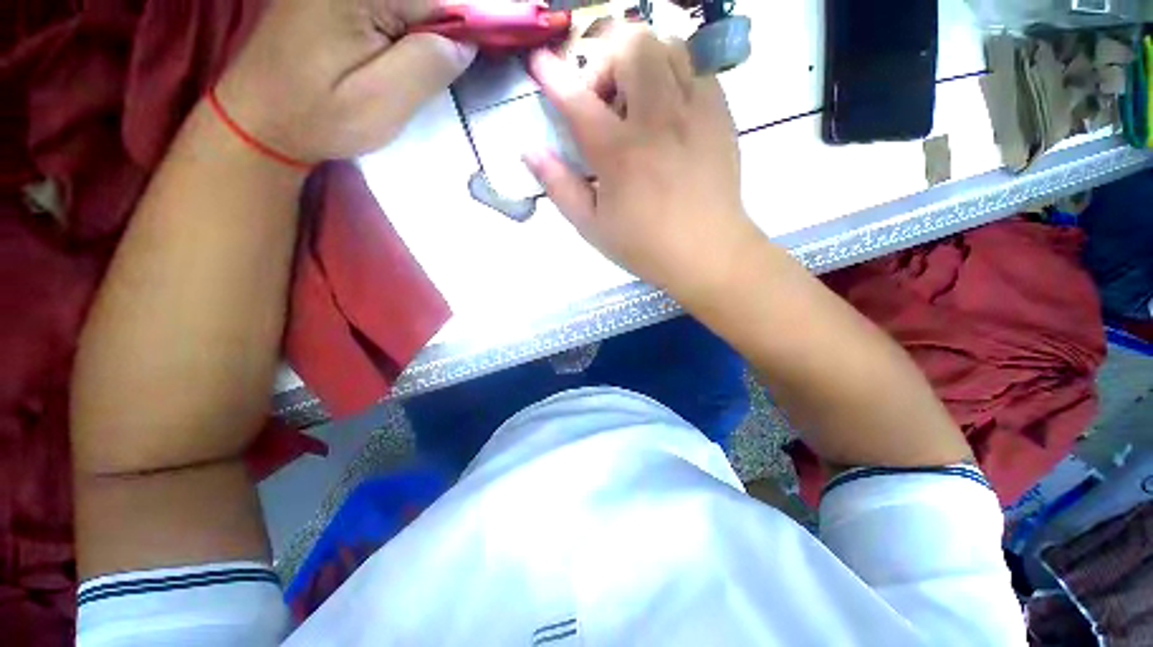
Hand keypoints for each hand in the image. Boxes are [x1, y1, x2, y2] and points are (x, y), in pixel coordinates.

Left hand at [216, 0, 476, 163]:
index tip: (455, 65)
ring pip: (413, 7)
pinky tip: (386, 55)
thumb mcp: (382, 102)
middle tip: (415, 75)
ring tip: (397, 70)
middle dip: (437, 33)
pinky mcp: (334, 0)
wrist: (261, 118)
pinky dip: (402, 31)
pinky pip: (391, 10)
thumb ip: (429, 64)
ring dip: (421, 33)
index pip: (442, 0)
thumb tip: (466, 43)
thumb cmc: (319, 116)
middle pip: (427, 0)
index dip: (461, 31)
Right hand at [525, 26, 759, 304]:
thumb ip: (559, 186)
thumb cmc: (645, 246)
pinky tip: (667, 110)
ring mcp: (695, 111)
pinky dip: (673, 74)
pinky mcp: (720, 114)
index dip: (553, 75)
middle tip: (604, 102)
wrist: (707, 253)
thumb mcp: (591, 226)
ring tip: (636, 101)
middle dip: (606, 63)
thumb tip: (530, 151)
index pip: (578, 99)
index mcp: (620, 154)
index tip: (540, 63)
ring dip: (641, 62)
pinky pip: (696, 67)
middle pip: (631, 47)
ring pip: (668, 45)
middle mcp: (658, 120)